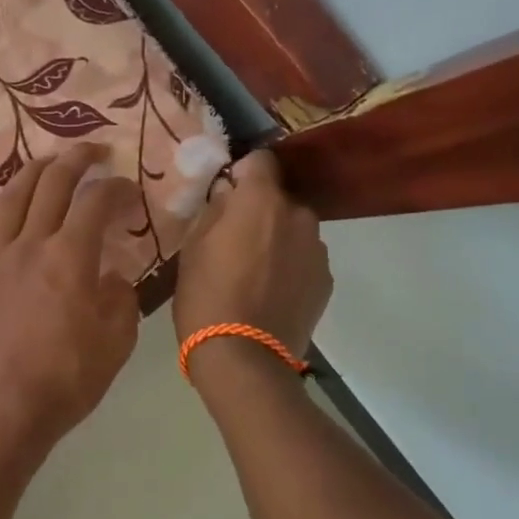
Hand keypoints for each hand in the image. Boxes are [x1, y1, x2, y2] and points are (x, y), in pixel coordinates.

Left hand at [0, 145, 139, 445]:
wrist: (2, 409)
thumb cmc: (67, 379)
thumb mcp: (117, 342)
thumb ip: (120, 298)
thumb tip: (111, 275)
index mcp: (70, 256)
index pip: (96, 203)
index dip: (117, 189)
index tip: (129, 191)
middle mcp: (30, 244)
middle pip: (51, 185)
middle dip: (76, 160)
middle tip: (92, 152)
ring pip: (12, 198)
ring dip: (33, 172)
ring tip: (47, 163)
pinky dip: (0, 207)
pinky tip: (6, 204)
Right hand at [173, 149, 330, 375]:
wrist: (243, 358)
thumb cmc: (206, 297)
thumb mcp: (192, 249)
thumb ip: (214, 211)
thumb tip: (229, 194)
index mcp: (261, 201)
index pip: (260, 160)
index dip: (242, 172)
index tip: (226, 193)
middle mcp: (298, 215)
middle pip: (278, 198)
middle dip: (259, 211)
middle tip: (233, 241)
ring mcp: (318, 249)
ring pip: (293, 229)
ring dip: (276, 239)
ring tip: (252, 273)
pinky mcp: (326, 280)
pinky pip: (304, 258)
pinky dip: (289, 266)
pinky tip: (269, 293)